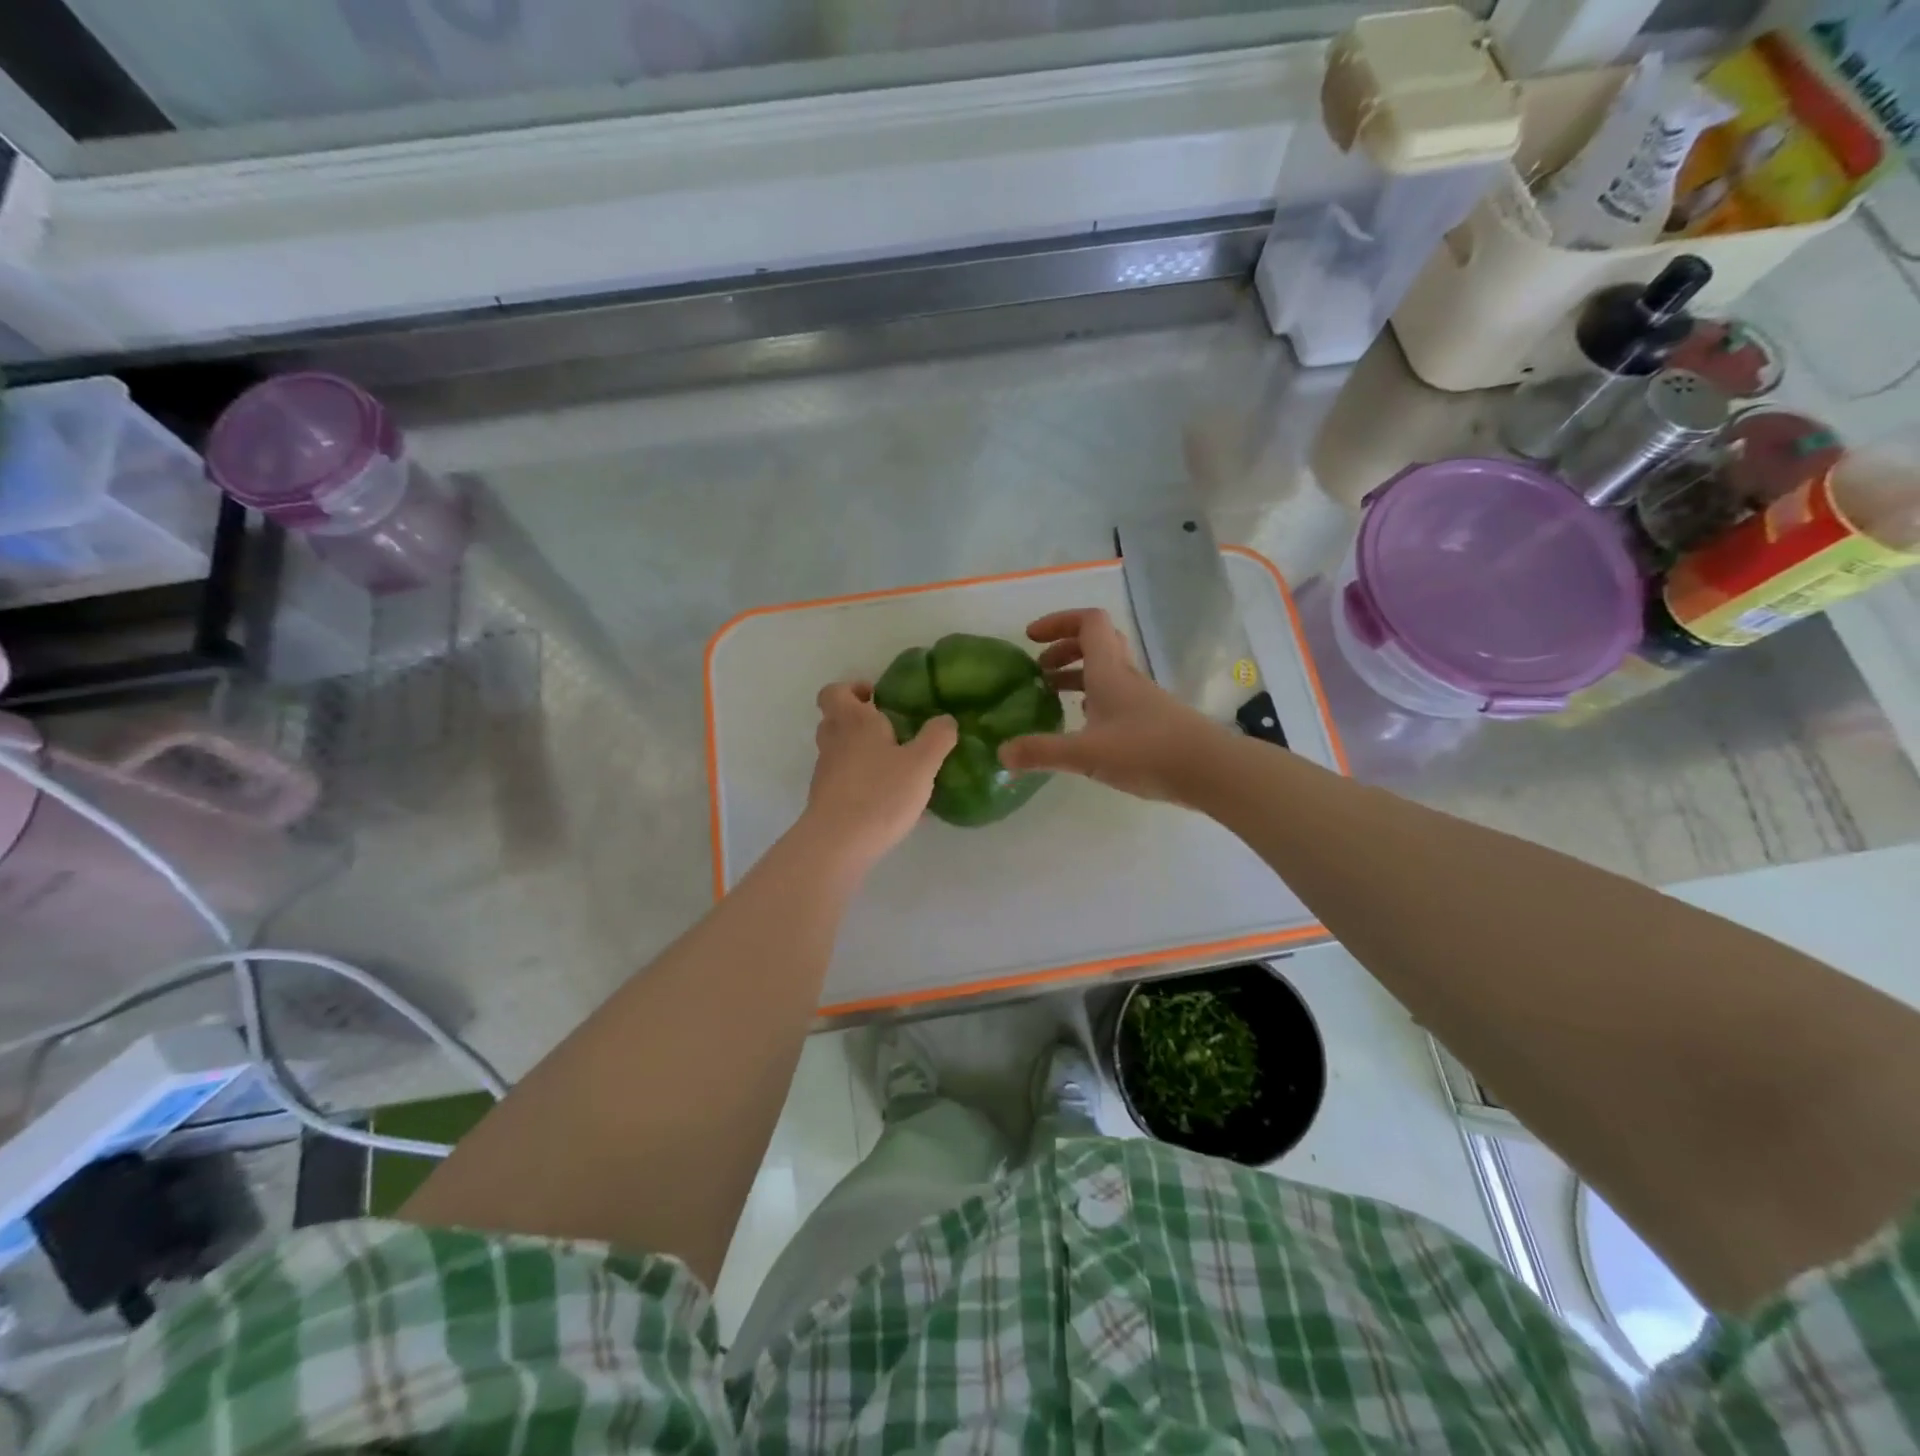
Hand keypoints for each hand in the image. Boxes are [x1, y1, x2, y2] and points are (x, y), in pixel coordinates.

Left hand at [803, 681, 957, 866]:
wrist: (838, 843)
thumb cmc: (881, 793)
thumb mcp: (922, 764)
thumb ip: (937, 738)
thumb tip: (945, 720)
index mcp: (854, 722)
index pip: (835, 692)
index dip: (852, 689)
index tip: (875, 697)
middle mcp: (834, 741)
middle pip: (835, 719)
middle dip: (859, 720)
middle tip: (889, 729)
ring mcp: (825, 772)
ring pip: (839, 750)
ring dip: (860, 752)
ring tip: (894, 766)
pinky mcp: (825, 799)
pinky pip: (843, 780)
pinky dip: (861, 781)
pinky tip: (888, 799)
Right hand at [997, 609, 1225, 803]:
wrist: (1208, 770)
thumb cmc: (1146, 751)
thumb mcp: (1085, 754)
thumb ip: (1042, 751)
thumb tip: (1001, 753)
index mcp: (1109, 671)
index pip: (1088, 622)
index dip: (1058, 622)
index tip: (1031, 639)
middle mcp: (1125, 676)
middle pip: (1096, 643)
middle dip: (1064, 649)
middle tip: (1039, 670)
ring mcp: (1141, 698)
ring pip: (1106, 670)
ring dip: (1077, 674)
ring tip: (1051, 694)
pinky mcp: (1150, 721)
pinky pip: (1115, 696)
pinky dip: (1093, 700)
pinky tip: (1083, 725)